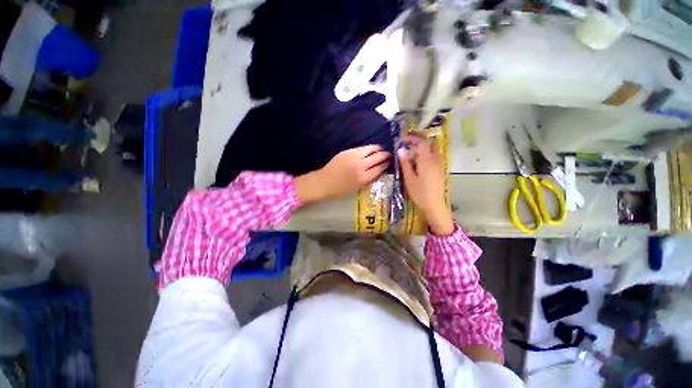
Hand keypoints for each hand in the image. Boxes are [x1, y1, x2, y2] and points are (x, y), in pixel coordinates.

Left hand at [295, 145, 389, 203]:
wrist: (324, 182)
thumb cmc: (340, 190)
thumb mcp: (357, 188)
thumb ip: (367, 179)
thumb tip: (377, 171)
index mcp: (363, 178)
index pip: (379, 169)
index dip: (385, 165)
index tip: (389, 162)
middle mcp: (361, 166)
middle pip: (377, 158)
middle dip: (384, 155)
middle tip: (388, 154)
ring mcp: (354, 157)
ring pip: (370, 149)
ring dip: (377, 149)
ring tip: (381, 149)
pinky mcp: (347, 152)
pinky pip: (361, 148)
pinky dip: (368, 148)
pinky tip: (369, 149)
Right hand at [398, 134, 453, 235]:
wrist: (434, 205)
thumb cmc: (419, 193)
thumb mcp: (409, 178)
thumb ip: (405, 163)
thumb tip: (400, 150)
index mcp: (426, 160)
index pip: (421, 142)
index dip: (412, 138)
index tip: (402, 139)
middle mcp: (435, 159)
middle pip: (430, 142)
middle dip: (419, 139)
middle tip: (408, 141)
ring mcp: (439, 164)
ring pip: (433, 148)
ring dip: (423, 145)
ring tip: (412, 149)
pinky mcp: (440, 169)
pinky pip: (435, 155)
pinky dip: (427, 152)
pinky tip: (419, 159)